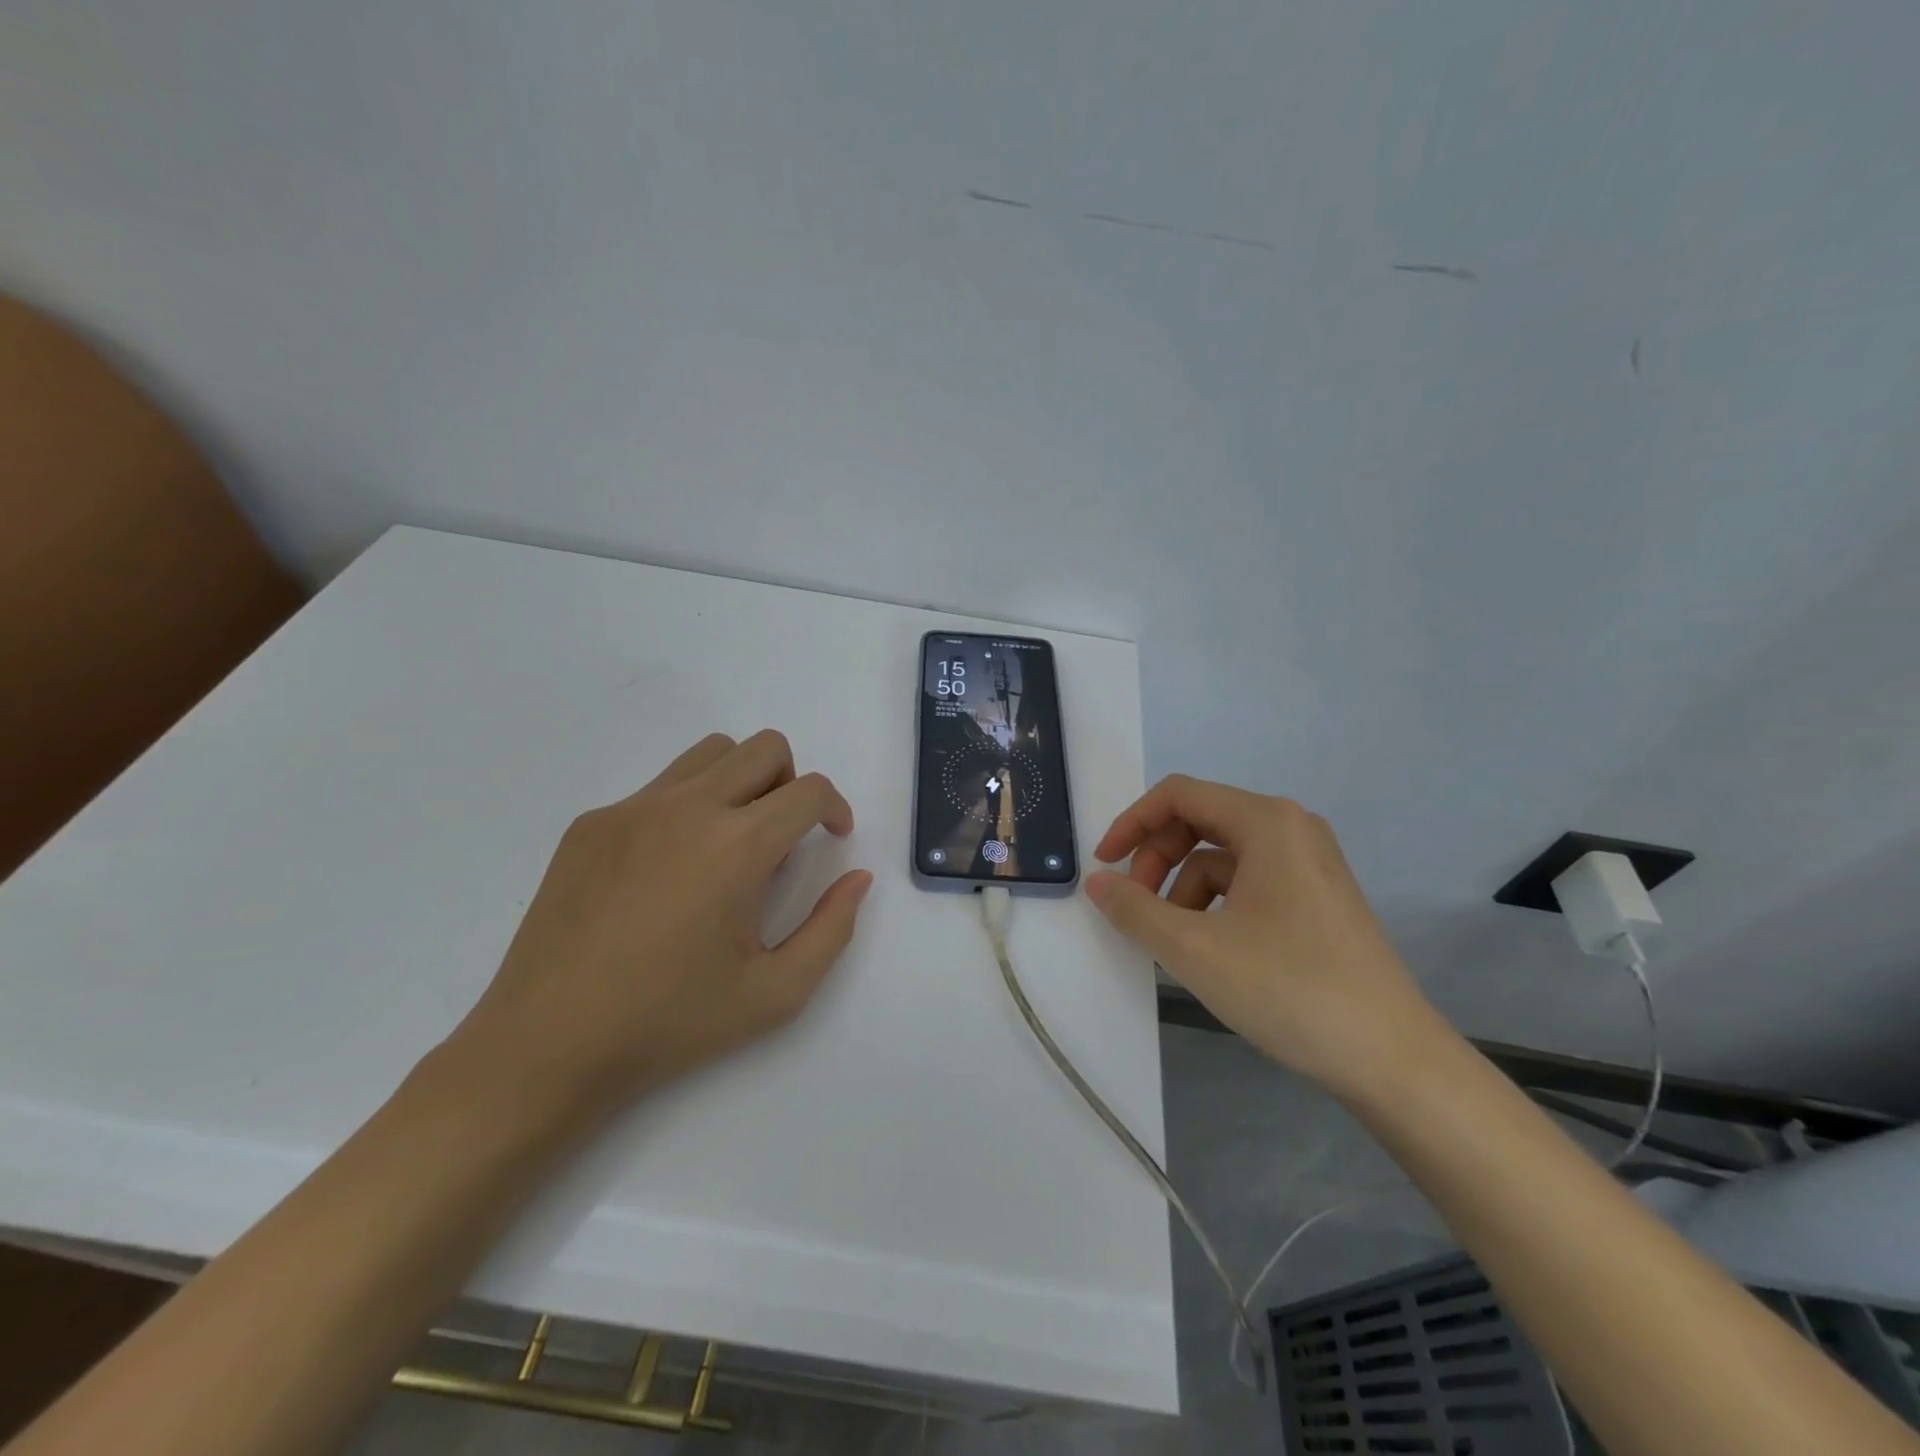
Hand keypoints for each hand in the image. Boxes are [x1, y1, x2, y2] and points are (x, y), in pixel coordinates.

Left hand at [447, 730, 871, 1124]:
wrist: (546, 1045)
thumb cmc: (670, 1024)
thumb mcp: (775, 993)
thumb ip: (832, 929)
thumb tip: (856, 878)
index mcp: (737, 847)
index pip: (810, 790)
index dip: (835, 808)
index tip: (833, 836)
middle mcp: (687, 808)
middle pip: (764, 748)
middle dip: (792, 782)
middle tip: (783, 836)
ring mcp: (632, 809)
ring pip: (710, 754)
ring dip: (740, 781)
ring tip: (730, 842)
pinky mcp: (591, 824)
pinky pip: (658, 789)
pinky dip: (686, 807)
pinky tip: (667, 872)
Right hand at [1084, 775, 1435, 1094]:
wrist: (1392, 1060)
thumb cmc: (1289, 989)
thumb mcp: (1194, 949)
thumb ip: (1134, 909)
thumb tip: (1097, 882)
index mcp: (1267, 821)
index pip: (1178, 795)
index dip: (1131, 824)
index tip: (1103, 866)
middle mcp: (1292, 828)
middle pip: (1200, 821)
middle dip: (1157, 859)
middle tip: (1135, 906)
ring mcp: (1310, 865)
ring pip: (1222, 857)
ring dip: (1183, 888)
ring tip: (1175, 941)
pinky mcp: (1318, 899)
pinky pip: (1249, 883)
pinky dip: (1216, 906)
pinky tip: (1211, 950)